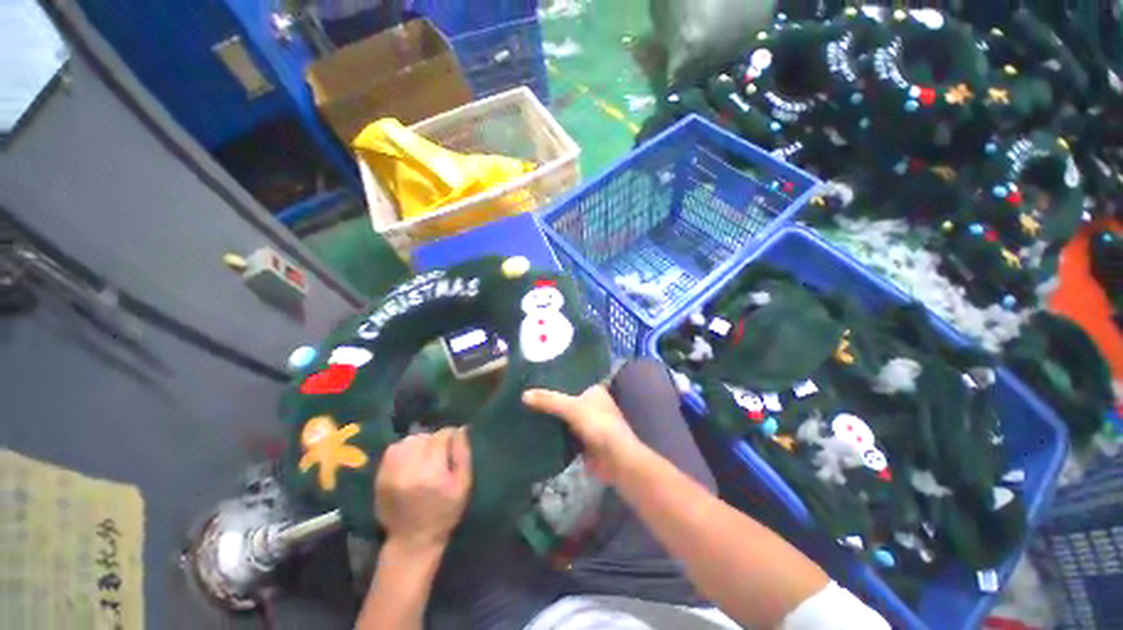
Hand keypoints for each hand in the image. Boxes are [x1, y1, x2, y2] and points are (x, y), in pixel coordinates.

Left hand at [375, 427, 472, 549]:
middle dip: (433, 441)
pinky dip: (404, 450)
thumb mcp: (463, 484)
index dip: (450, 437)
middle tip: (439, 455)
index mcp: (431, 472)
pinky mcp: (379, 477)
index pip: (441, 436)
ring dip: (418, 444)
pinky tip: (410, 462)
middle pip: (423, 436)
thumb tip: (460, 428)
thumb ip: (463, 453)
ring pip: (407, 441)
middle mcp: (407, 469)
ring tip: (424, 457)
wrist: (412, 541)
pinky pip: (392, 450)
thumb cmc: (445, 512)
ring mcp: (390, 473)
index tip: (453, 446)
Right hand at [523, 386, 641, 481]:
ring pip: (563, 416)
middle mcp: (591, 404)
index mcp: (594, 390)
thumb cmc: (599, 425)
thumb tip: (524, 394)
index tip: (535, 378)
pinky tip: (534, 429)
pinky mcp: (582, 440)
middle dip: (549, 399)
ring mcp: (587, 423)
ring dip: (550, 416)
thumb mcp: (572, 408)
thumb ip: (549, 400)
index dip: (554, 379)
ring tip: (525, 409)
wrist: (617, 461)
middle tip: (526, 394)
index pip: (571, 380)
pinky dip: (552, 432)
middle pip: (565, 399)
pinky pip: (563, 433)